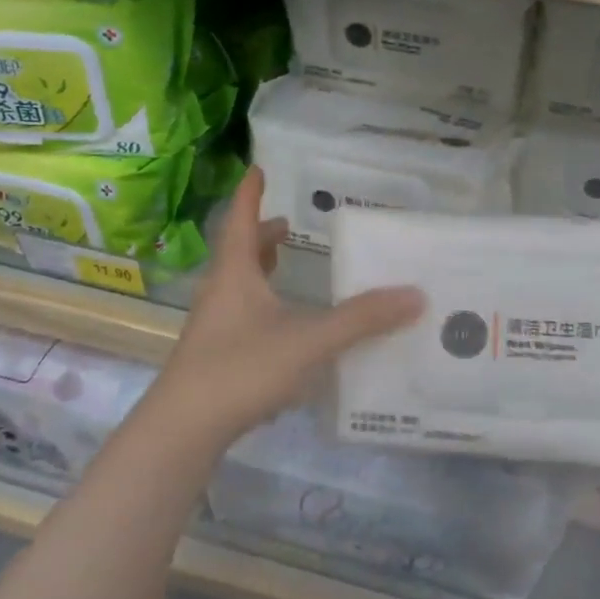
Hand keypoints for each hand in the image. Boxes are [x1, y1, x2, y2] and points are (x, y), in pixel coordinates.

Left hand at [149, 167, 424, 447]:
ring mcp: (213, 328)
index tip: (258, 170)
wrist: (184, 428)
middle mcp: (220, 294)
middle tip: (288, 226)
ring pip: (238, 287)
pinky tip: (283, 329)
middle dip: (263, 237)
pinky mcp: (214, 358)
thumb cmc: (242, 368)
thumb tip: (414, 295)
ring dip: (261, 271)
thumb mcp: (309, 340)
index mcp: (235, 275)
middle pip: (239, 254)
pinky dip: (263, 307)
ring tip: (285, 267)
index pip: (240, 221)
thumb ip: (362, 319)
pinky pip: (241, 317)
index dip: (250, 195)